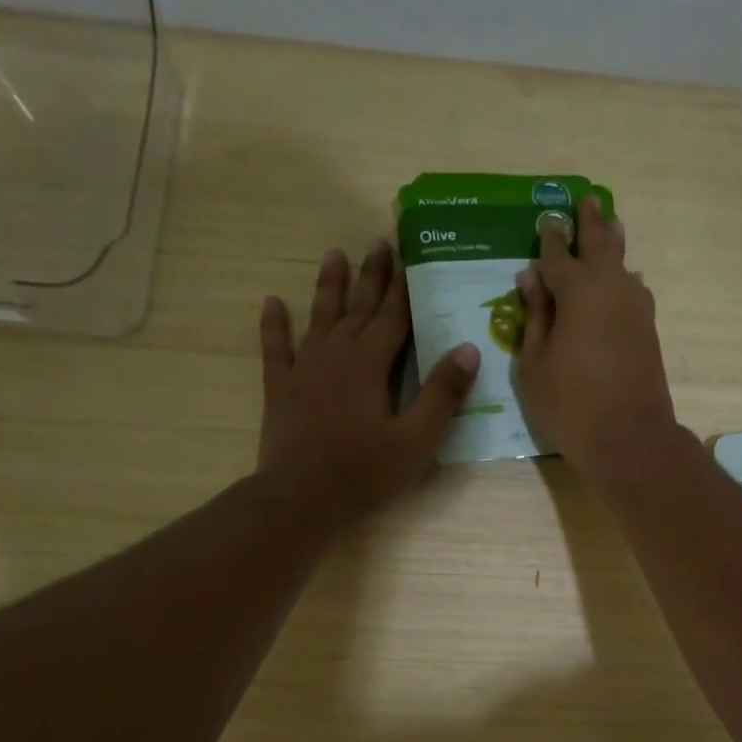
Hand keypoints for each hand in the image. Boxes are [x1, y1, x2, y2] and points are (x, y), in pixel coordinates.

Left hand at [257, 242, 477, 524]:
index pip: (393, 317)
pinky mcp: (280, 389)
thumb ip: (442, 394)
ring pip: (319, 317)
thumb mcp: (417, 439)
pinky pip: (276, 348)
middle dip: (371, 275)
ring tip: (334, 254)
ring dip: (328, 286)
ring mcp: (304, 370)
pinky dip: (274, 325)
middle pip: (358, 308)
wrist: (301, 499)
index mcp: (370, 364)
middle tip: (378, 242)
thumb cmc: (365, 473)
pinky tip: (272, 303)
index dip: (403, 287)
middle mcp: (336, 355)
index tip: (409, 255)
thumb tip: (468, 349)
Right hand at [515, 197, 677, 477]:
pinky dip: (626, 277)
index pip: (557, 255)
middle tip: (586, 200)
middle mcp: (610, 288)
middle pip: (599, 245)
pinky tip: (627, 277)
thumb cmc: (570, 405)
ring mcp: (635, 307)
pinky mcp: (648, 329)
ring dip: (614, 243)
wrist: (629, 438)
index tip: (546, 219)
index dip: (549, 238)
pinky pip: (635, 289)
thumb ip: (534, 317)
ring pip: (623, 264)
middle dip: (589, 223)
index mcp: (576, 291)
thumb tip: (531, 279)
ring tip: (611, 224)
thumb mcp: (534, 364)